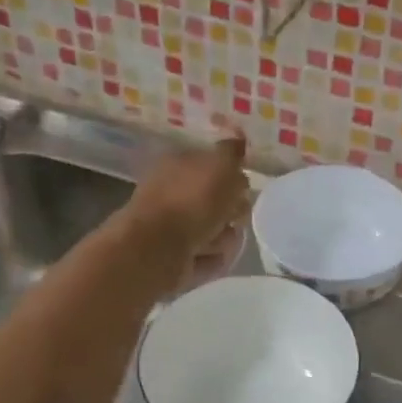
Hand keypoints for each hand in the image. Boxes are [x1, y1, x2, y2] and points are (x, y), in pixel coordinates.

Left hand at [126, 134, 251, 287]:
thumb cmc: (191, 200)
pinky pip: (208, 256)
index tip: (244, 188)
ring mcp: (172, 227)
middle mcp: (173, 193)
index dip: (233, 176)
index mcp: (179, 164)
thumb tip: (239, 144)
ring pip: (216, 230)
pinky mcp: (175, 257)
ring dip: (224, 236)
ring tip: (217, 241)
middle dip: (232, 210)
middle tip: (234, 215)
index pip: (212, 164)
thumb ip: (232, 153)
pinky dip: (212, 258)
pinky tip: (209, 257)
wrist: (157, 248)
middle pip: (216, 201)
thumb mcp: (220, 165)